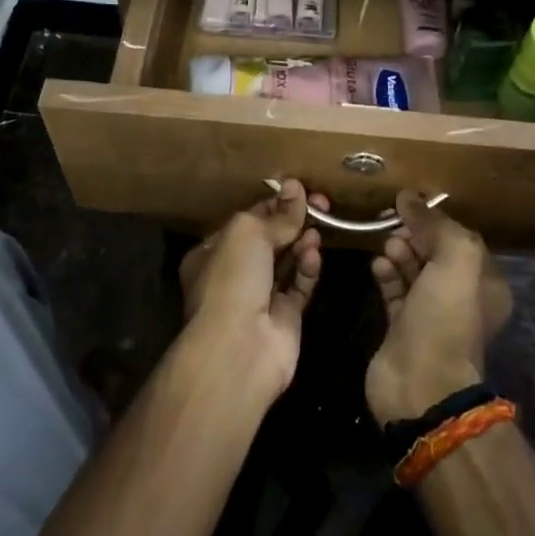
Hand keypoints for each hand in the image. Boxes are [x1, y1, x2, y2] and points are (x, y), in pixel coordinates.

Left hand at [178, 180, 324, 397]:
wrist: (240, 348)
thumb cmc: (233, 279)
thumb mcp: (248, 232)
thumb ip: (275, 213)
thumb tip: (295, 187)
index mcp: (213, 252)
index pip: (247, 221)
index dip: (273, 204)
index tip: (298, 189)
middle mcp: (234, 274)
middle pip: (269, 240)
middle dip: (293, 221)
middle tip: (321, 203)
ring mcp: (259, 298)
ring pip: (286, 262)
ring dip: (302, 243)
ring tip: (317, 229)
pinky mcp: (285, 318)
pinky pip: (299, 286)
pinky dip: (307, 270)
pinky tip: (314, 256)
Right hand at [365, 193, 513, 425]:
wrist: (420, 385)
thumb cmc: (446, 319)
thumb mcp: (455, 259)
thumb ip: (436, 224)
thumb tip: (408, 197)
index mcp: (484, 284)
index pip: (460, 239)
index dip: (436, 221)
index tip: (410, 207)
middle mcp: (461, 298)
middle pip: (435, 253)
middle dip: (415, 235)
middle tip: (393, 225)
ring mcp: (430, 315)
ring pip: (413, 270)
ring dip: (399, 252)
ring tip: (386, 245)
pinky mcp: (402, 328)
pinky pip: (394, 290)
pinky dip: (385, 274)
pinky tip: (376, 265)